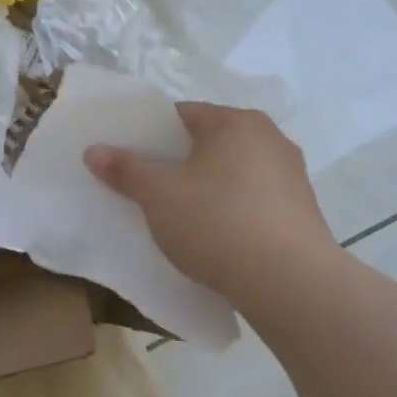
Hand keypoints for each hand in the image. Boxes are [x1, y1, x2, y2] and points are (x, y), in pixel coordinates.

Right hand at [84, 103, 336, 304]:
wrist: (289, 282)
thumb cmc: (216, 221)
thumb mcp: (157, 194)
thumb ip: (124, 168)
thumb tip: (94, 150)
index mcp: (236, 123)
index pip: (182, 114)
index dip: (149, 134)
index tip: (128, 158)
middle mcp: (270, 139)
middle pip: (208, 143)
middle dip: (176, 162)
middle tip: (146, 187)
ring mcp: (292, 176)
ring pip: (232, 173)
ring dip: (204, 187)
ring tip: (177, 216)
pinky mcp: (302, 212)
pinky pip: (252, 200)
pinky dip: (230, 210)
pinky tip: (213, 236)